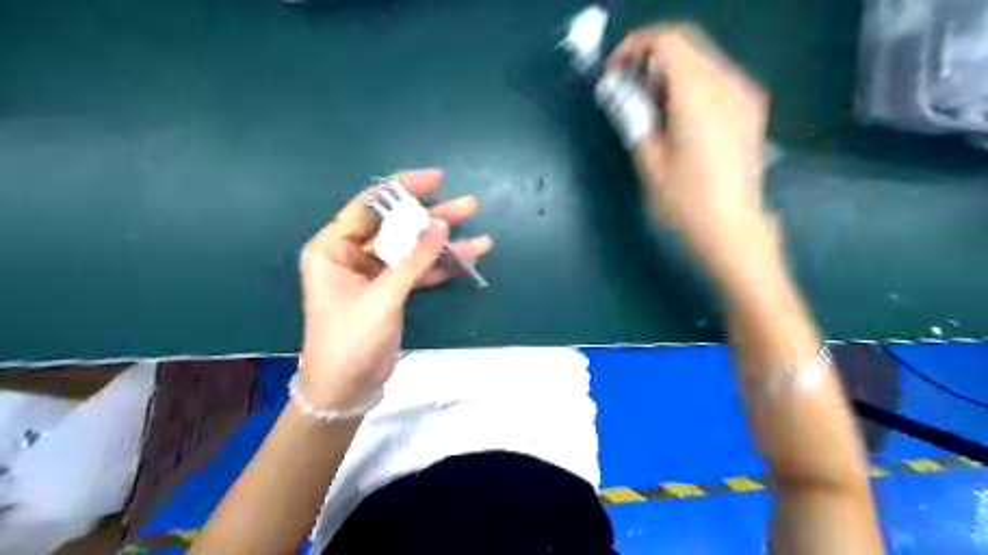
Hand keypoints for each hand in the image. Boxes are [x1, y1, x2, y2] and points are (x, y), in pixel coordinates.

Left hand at [295, 168, 490, 410]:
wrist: (346, 389)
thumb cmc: (350, 340)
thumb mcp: (382, 298)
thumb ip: (413, 260)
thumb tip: (442, 224)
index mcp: (333, 248)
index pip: (369, 207)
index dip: (403, 189)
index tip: (437, 179)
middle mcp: (351, 255)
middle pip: (397, 226)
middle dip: (433, 217)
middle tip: (469, 205)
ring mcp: (374, 274)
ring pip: (412, 249)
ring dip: (445, 243)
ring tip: (481, 235)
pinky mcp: (391, 291)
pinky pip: (418, 271)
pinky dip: (442, 267)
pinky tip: (470, 259)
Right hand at [611, 26, 771, 254]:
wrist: (732, 227)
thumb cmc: (685, 202)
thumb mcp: (649, 161)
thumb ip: (633, 117)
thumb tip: (619, 91)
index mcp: (699, 96)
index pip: (668, 41)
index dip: (635, 47)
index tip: (615, 72)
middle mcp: (728, 83)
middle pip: (687, 42)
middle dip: (651, 56)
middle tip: (628, 89)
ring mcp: (744, 93)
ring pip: (702, 56)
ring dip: (670, 69)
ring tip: (650, 105)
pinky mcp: (751, 106)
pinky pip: (717, 75)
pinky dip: (690, 81)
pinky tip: (678, 113)